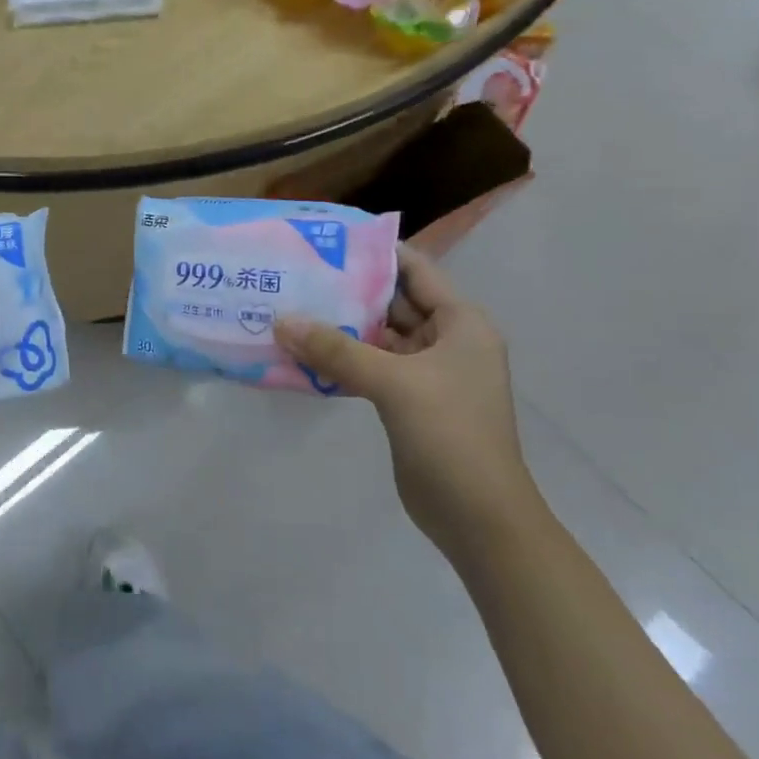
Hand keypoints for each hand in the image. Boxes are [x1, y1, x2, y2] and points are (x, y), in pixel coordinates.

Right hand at [274, 246, 540, 557]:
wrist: (478, 518)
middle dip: (346, 291)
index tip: (327, 240)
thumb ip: (336, 350)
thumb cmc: (451, 435)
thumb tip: (280, 321)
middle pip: (391, 303)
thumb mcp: (394, 383)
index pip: (415, 270)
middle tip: (295, 274)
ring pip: (376, 338)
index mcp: (460, 324)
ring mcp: (426, 374)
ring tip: (288, 308)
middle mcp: (445, 341)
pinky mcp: (407, 402)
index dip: (374, 252)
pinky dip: (340, 361)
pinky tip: (301, 355)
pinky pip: (369, 368)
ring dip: (338, 329)